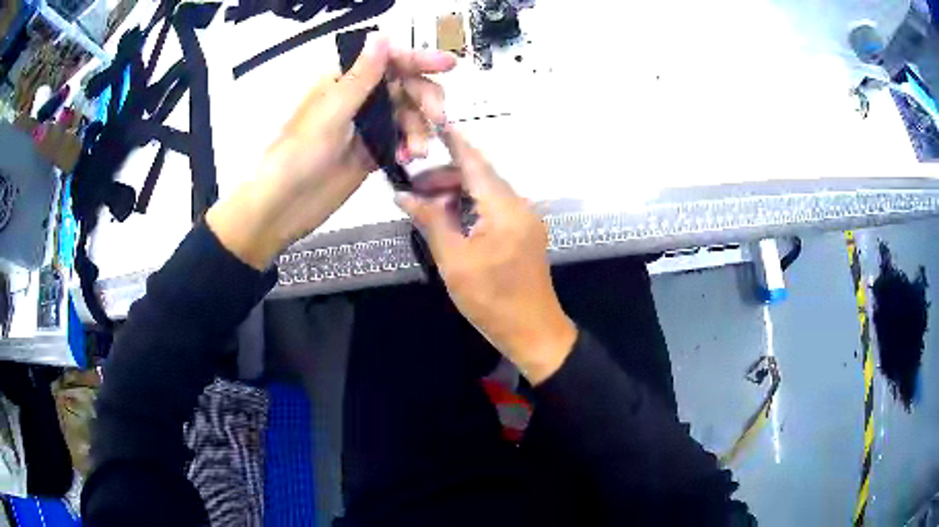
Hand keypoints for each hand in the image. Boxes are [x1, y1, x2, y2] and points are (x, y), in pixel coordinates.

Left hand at [207, 35, 455, 269]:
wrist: (283, 206)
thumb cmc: (298, 155)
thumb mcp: (331, 112)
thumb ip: (361, 77)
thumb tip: (381, 36)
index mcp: (343, 81)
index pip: (387, 60)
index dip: (418, 59)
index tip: (447, 64)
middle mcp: (358, 99)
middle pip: (404, 86)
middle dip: (425, 98)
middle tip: (439, 116)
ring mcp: (366, 126)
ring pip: (407, 115)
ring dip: (419, 128)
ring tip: (417, 151)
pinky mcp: (371, 152)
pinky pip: (401, 141)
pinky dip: (410, 146)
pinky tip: (409, 158)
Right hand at [396, 128, 577, 384]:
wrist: (533, 332)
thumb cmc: (492, 301)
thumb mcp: (455, 260)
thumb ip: (431, 221)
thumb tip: (404, 195)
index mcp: (505, 208)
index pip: (475, 163)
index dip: (454, 141)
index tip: (433, 122)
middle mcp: (519, 205)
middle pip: (480, 177)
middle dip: (445, 176)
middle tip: (412, 188)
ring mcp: (524, 219)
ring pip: (486, 192)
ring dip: (456, 193)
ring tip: (425, 206)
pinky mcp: (523, 233)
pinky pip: (494, 208)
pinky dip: (470, 207)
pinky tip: (449, 218)